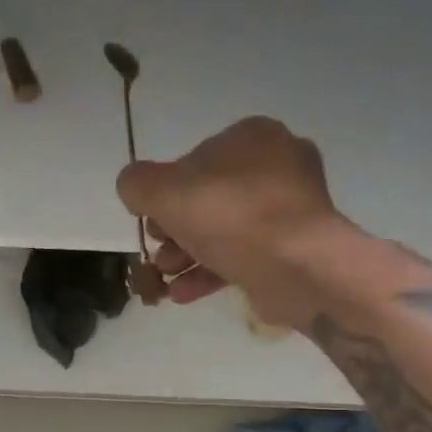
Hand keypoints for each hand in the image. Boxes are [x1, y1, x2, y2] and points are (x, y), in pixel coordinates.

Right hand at [116, 117, 352, 327]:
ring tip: (165, 278)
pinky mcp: (294, 247)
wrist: (298, 267)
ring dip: (187, 256)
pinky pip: (244, 255)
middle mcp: (277, 165)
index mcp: (251, 137)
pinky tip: (183, 294)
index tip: (151, 223)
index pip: (193, 161)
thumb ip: (137, 184)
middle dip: (174, 231)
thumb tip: (133, 187)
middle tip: (158, 253)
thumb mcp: (164, 192)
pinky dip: (211, 272)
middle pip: (208, 199)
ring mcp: (290, 208)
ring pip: (224, 230)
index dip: (164, 194)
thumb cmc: (231, 217)